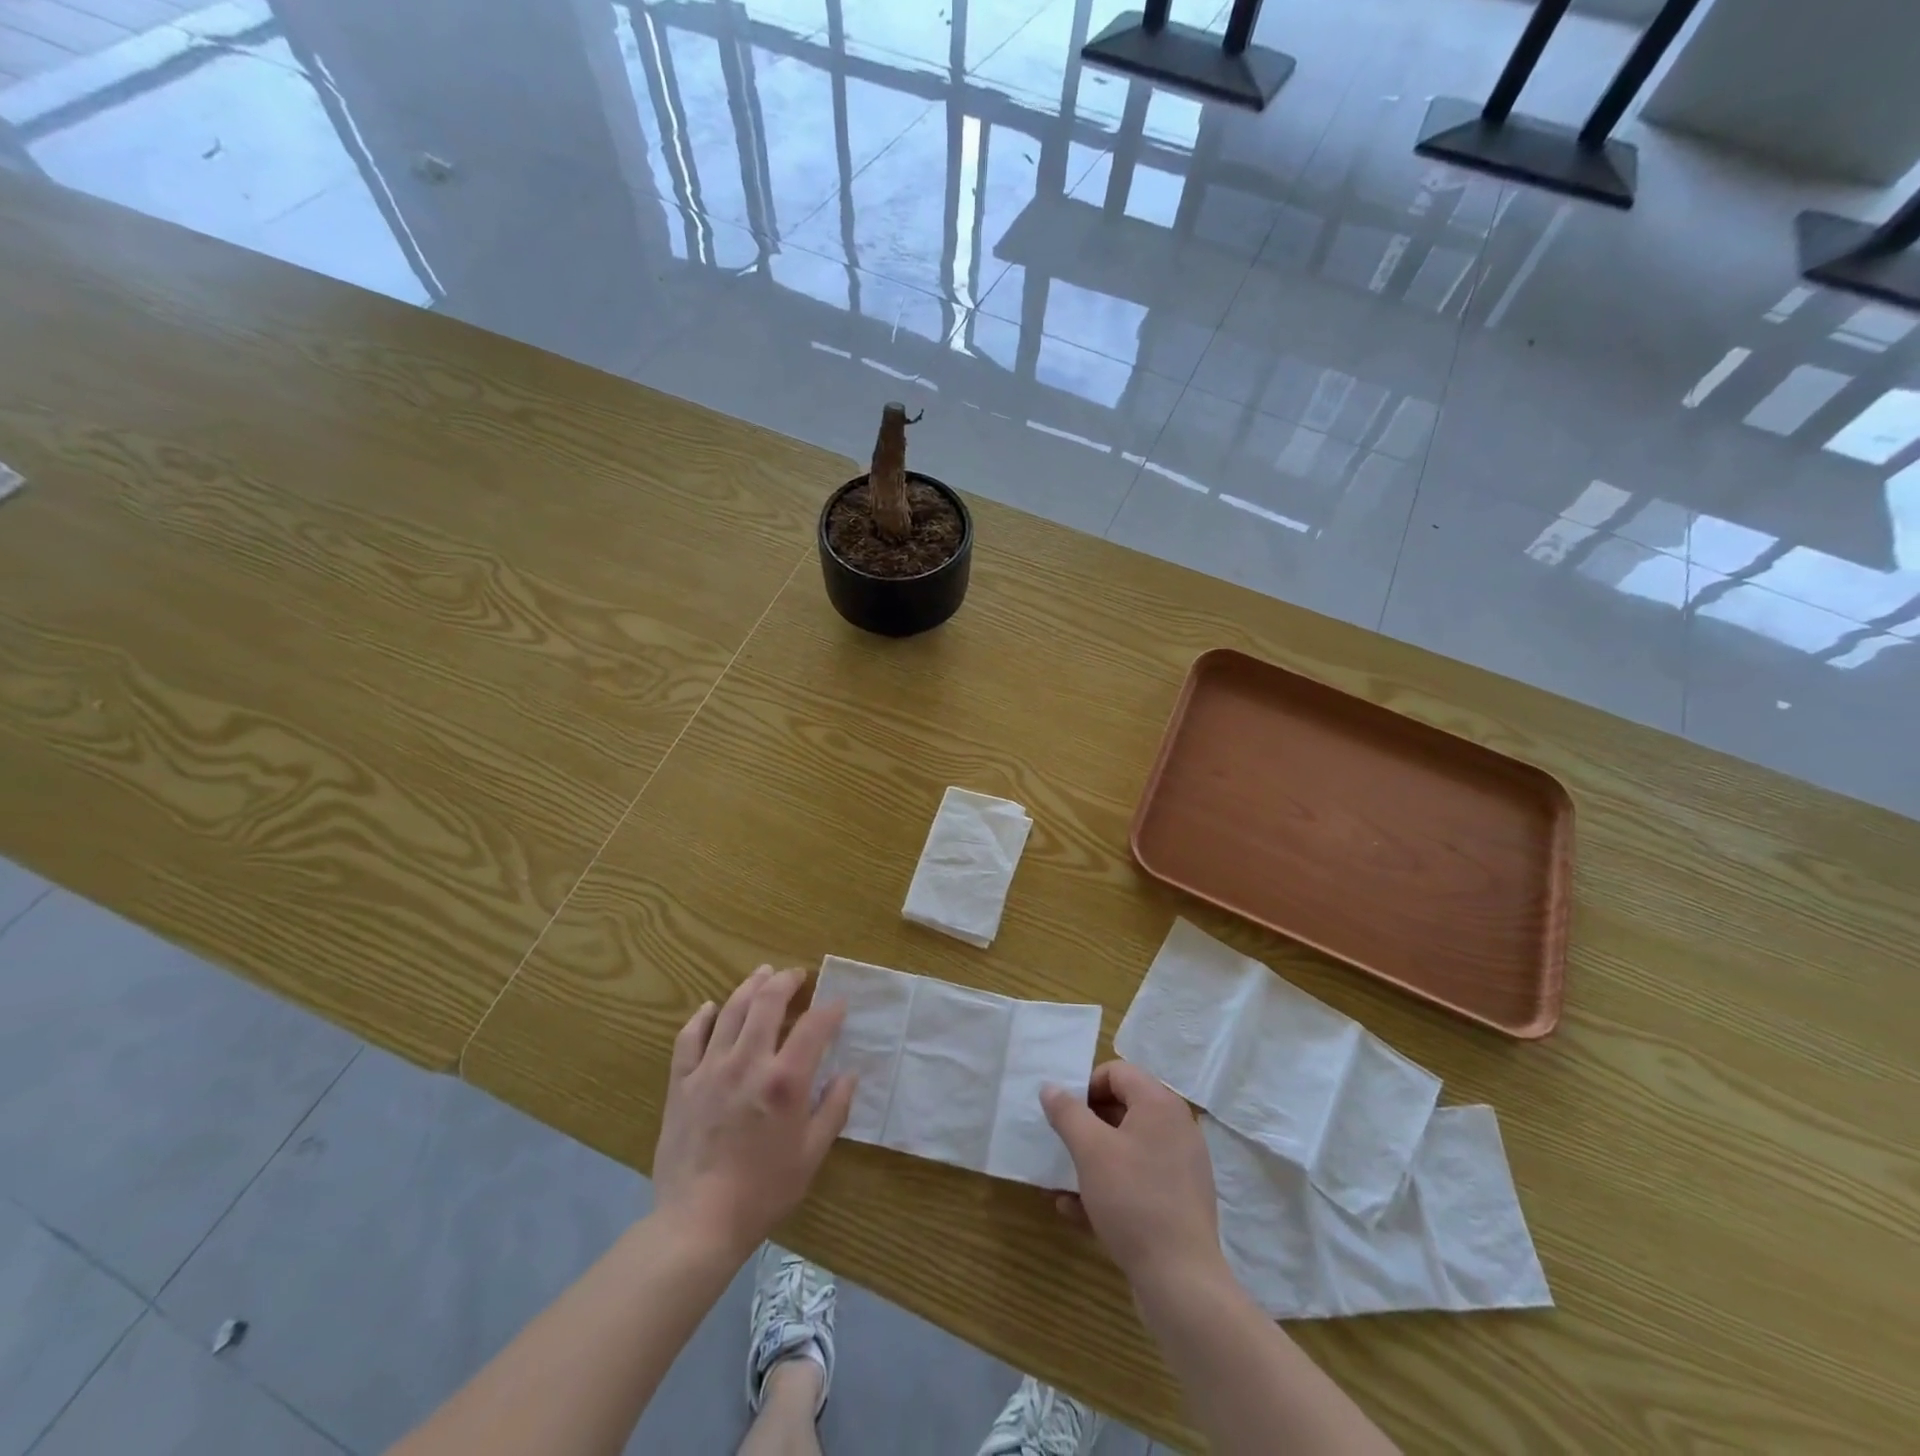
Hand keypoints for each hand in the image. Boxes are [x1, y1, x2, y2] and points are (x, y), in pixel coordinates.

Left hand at [652, 967, 855, 1261]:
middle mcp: (748, 1063)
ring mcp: (710, 1070)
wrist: (697, 1223)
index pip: (813, 1027)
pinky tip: (710, 1008)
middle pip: (767, 1003)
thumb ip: (833, 1109)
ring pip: (731, 1012)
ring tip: (762, 974)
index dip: (829, 1010)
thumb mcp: (811, 1155)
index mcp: (784, 1081)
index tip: (838, 1005)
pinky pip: (688, 1039)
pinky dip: (702, 1017)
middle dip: (785, 981)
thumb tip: (848, 1075)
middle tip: (796, 975)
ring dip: (749, 987)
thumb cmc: (762, 1191)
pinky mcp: (682, 1084)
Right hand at [1041, 1061, 1227, 1291]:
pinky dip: (1109, 1187)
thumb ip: (1067, 1113)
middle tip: (1062, 1144)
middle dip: (1087, 1125)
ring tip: (1062, 1179)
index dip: (1086, 1086)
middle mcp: (1176, 1127)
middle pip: (1123, 1108)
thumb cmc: (1133, 1200)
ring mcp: (1181, 1166)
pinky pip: (1138, 1180)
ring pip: (1128, 1148)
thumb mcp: (1090, 1150)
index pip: (1117, 1072)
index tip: (1064, 1114)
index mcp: (1160, 1105)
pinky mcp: (1180, 1201)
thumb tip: (1051, 1087)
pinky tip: (1076, 1210)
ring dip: (1093, 1159)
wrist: (1181, 1281)